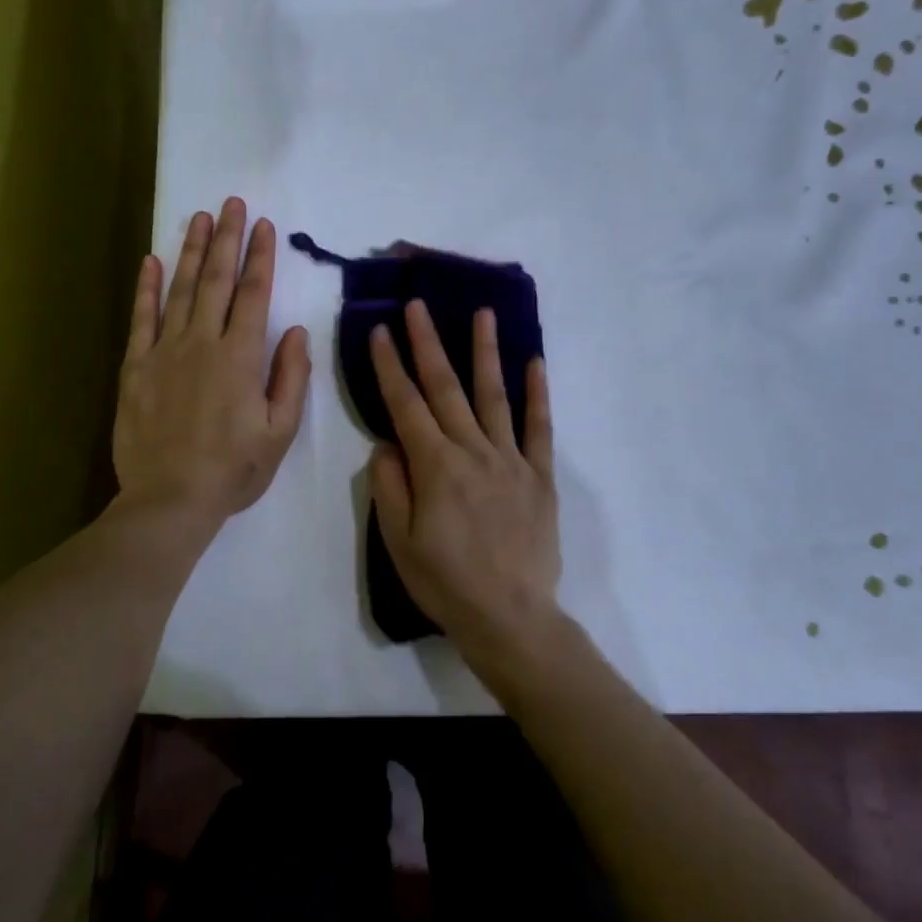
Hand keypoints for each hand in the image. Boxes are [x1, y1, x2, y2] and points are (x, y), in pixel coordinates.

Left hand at [114, 198, 310, 535]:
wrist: (170, 499)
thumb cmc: (233, 470)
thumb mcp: (279, 432)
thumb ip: (290, 378)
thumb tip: (295, 332)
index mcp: (241, 358)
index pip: (254, 295)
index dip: (260, 258)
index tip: (263, 226)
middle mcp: (203, 343)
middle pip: (216, 281)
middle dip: (226, 239)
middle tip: (230, 203)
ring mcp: (165, 352)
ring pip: (179, 290)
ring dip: (190, 251)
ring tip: (198, 217)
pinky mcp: (135, 367)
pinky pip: (141, 319)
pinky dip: (146, 288)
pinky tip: (150, 261)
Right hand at [368, 300, 564, 671]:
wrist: (509, 616)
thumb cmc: (445, 582)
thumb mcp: (398, 541)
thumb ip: (390, 486)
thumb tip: (386, 443)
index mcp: (435, 466)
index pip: (406, 405)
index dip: (391, 366)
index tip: (381, 330)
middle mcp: (473, 452)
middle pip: (446, 388)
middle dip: (429, 344)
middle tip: (419, 305)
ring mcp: (511, 461)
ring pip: (493, 396)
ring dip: (485, 353)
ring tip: (483, 313)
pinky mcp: (540, 476)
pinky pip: (539, 428)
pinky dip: (538, 394)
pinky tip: (534, 363)